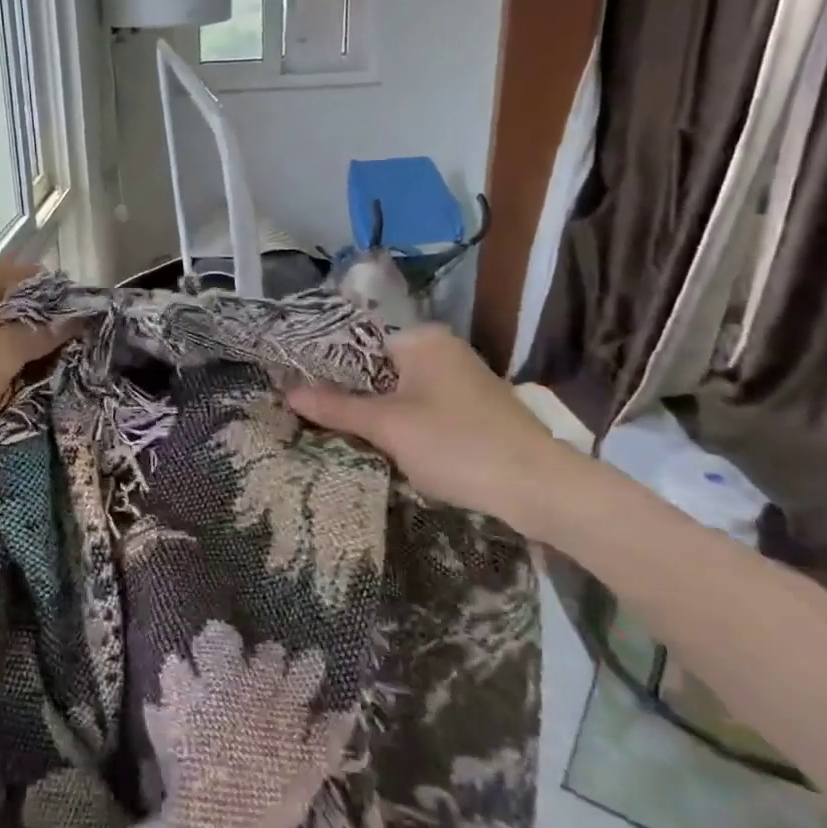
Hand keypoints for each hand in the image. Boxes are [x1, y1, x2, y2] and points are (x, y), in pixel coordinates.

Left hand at [0, 259, 70, 450]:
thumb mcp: (2, 354)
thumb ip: (41, 334)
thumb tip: (76, 319)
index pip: (35, 276)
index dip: (62, 298)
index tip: (85, 327)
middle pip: (18, 300)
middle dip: (46, 325)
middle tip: (74, 354)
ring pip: (1, 326)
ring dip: (24, 346)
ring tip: (52, 371)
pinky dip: (2, 360)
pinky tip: (17, 382)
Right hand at [287, 325, 567, 539]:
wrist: (539, 488)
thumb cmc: (456, 444)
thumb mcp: (387, 427)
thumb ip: (336, 408)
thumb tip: (287, 392)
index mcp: (422, 339)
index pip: (357, 341)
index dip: (323, 364)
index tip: (292, 384)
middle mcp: (441, 349)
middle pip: (376, 367)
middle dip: (346, 392)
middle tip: (307, 413)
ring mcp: (459, 379)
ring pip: (397, 390)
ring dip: (371, 411)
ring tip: (332, 429)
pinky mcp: (471, 408)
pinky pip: (419, 406)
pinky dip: (398, 422)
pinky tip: (378, 443)